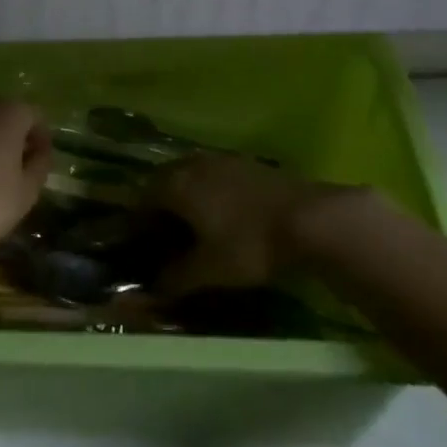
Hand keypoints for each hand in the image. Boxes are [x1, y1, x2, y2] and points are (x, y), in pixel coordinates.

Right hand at [149, 153, 364, 293]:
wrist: (310, 218)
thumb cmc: (250, 244)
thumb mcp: (210, 270)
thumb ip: (177, 277)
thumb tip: (154, 287)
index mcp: (176, 183)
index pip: (142, 197)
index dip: (136, 221)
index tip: (137, 244)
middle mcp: (194, 164)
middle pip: (165, 181)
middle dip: (160, 207)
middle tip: (162, 236)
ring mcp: (223, 160)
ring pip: (191, 176)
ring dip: (186, 198)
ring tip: (192, 228)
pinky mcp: (248, 164)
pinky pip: (215, 177)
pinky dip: (209, 194)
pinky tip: (223, 216)